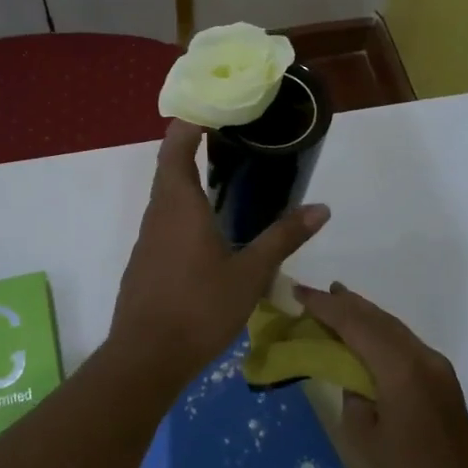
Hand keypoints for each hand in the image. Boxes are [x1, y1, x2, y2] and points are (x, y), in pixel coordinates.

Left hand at [110, 121, 328, 383]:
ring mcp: (147, 241)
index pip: (175, 147)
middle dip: (192, 148)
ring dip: (189, 183)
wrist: (146, 358)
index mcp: (180, 205)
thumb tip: (322, 208)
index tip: (212, 109)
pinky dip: (185, 213)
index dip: (189, 123)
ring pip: (167, 199)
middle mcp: (158, 215)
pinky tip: (209, 233)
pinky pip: (165, 224)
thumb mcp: (250, 274)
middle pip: (169, 169)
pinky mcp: (145, 264)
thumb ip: (283, 238)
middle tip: (230, 141)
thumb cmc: (199, 308)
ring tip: (225, 181)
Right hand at [292, 282, 467, 467]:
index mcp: (401, 369)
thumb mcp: (361, 440)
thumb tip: (356, 377)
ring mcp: (438, 370)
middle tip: (314, 293)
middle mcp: (423, 359)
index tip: (297, 291)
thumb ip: (352, 395)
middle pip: (379, 319)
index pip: (356, 325)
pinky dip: (380, 335)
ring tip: (337, 303)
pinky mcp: (443, 384)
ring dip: (364, 316)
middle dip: (345, 304)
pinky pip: (405, 346)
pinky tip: (366, 338)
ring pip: (394, 329)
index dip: (325, 307)